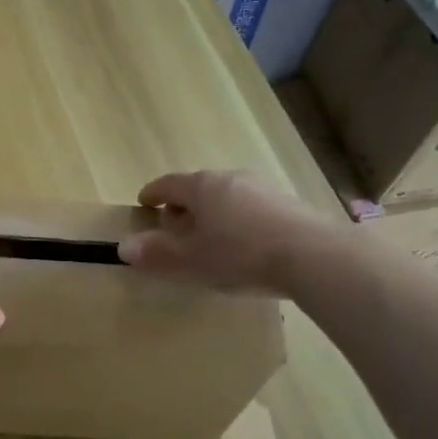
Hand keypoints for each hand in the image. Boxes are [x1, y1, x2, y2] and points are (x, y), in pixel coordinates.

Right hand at [120, 170, 333, 294]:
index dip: (153, 193)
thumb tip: (124, 247)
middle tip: (175, 227)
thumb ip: (157, 253)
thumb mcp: (191, 260)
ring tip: (210, 239)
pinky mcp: (289, 204)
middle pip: (199, 187)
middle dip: (184, 206)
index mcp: (202, 186)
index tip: (143, 204)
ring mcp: (263, 188)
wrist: (313, 256)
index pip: (168, 184)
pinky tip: (244, 244)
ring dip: (213, 213)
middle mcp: (231, 178)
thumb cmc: (240, 254)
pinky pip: (251, 208)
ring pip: (227, 196)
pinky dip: (239, 220)